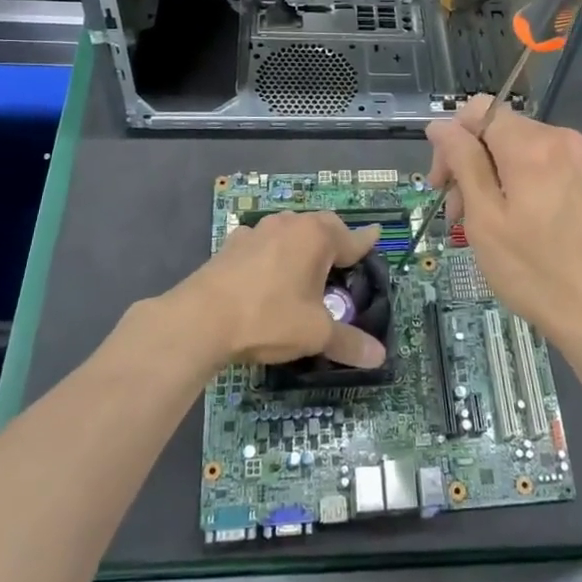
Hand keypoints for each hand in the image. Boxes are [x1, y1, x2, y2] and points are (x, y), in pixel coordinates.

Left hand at [169, 210, 387, 368]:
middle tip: (344, 257)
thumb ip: (348, 342)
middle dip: (335, 239)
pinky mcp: (232, 244)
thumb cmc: (268, 318)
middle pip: (321, 226)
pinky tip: (268, 270)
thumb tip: (380, 357)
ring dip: (302, 243)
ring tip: (307, 264)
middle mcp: (290, 224)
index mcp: (316, 237)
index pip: (351, 238)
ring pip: (290, 230)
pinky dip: (272, 251)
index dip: (366, 242)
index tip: (377, 234)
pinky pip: (263, 242)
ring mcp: (258, 231)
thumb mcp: (315, 333)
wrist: (201, 319)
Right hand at [426, 96, 581, 351]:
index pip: (478, 110)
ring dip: (486, 177)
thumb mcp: (484, 217)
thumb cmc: (532, 271)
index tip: (441, 182)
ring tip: (475, 223)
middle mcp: (558, 139)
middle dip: (467, 162)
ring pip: (512, 148)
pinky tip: (504, 220)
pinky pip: (534, 163)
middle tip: (455, 212)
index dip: (452, 139)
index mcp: (532, 145)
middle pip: (495, 129)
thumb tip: (439, 126)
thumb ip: (462, 162)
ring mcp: (575, 157)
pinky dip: (511, 183)